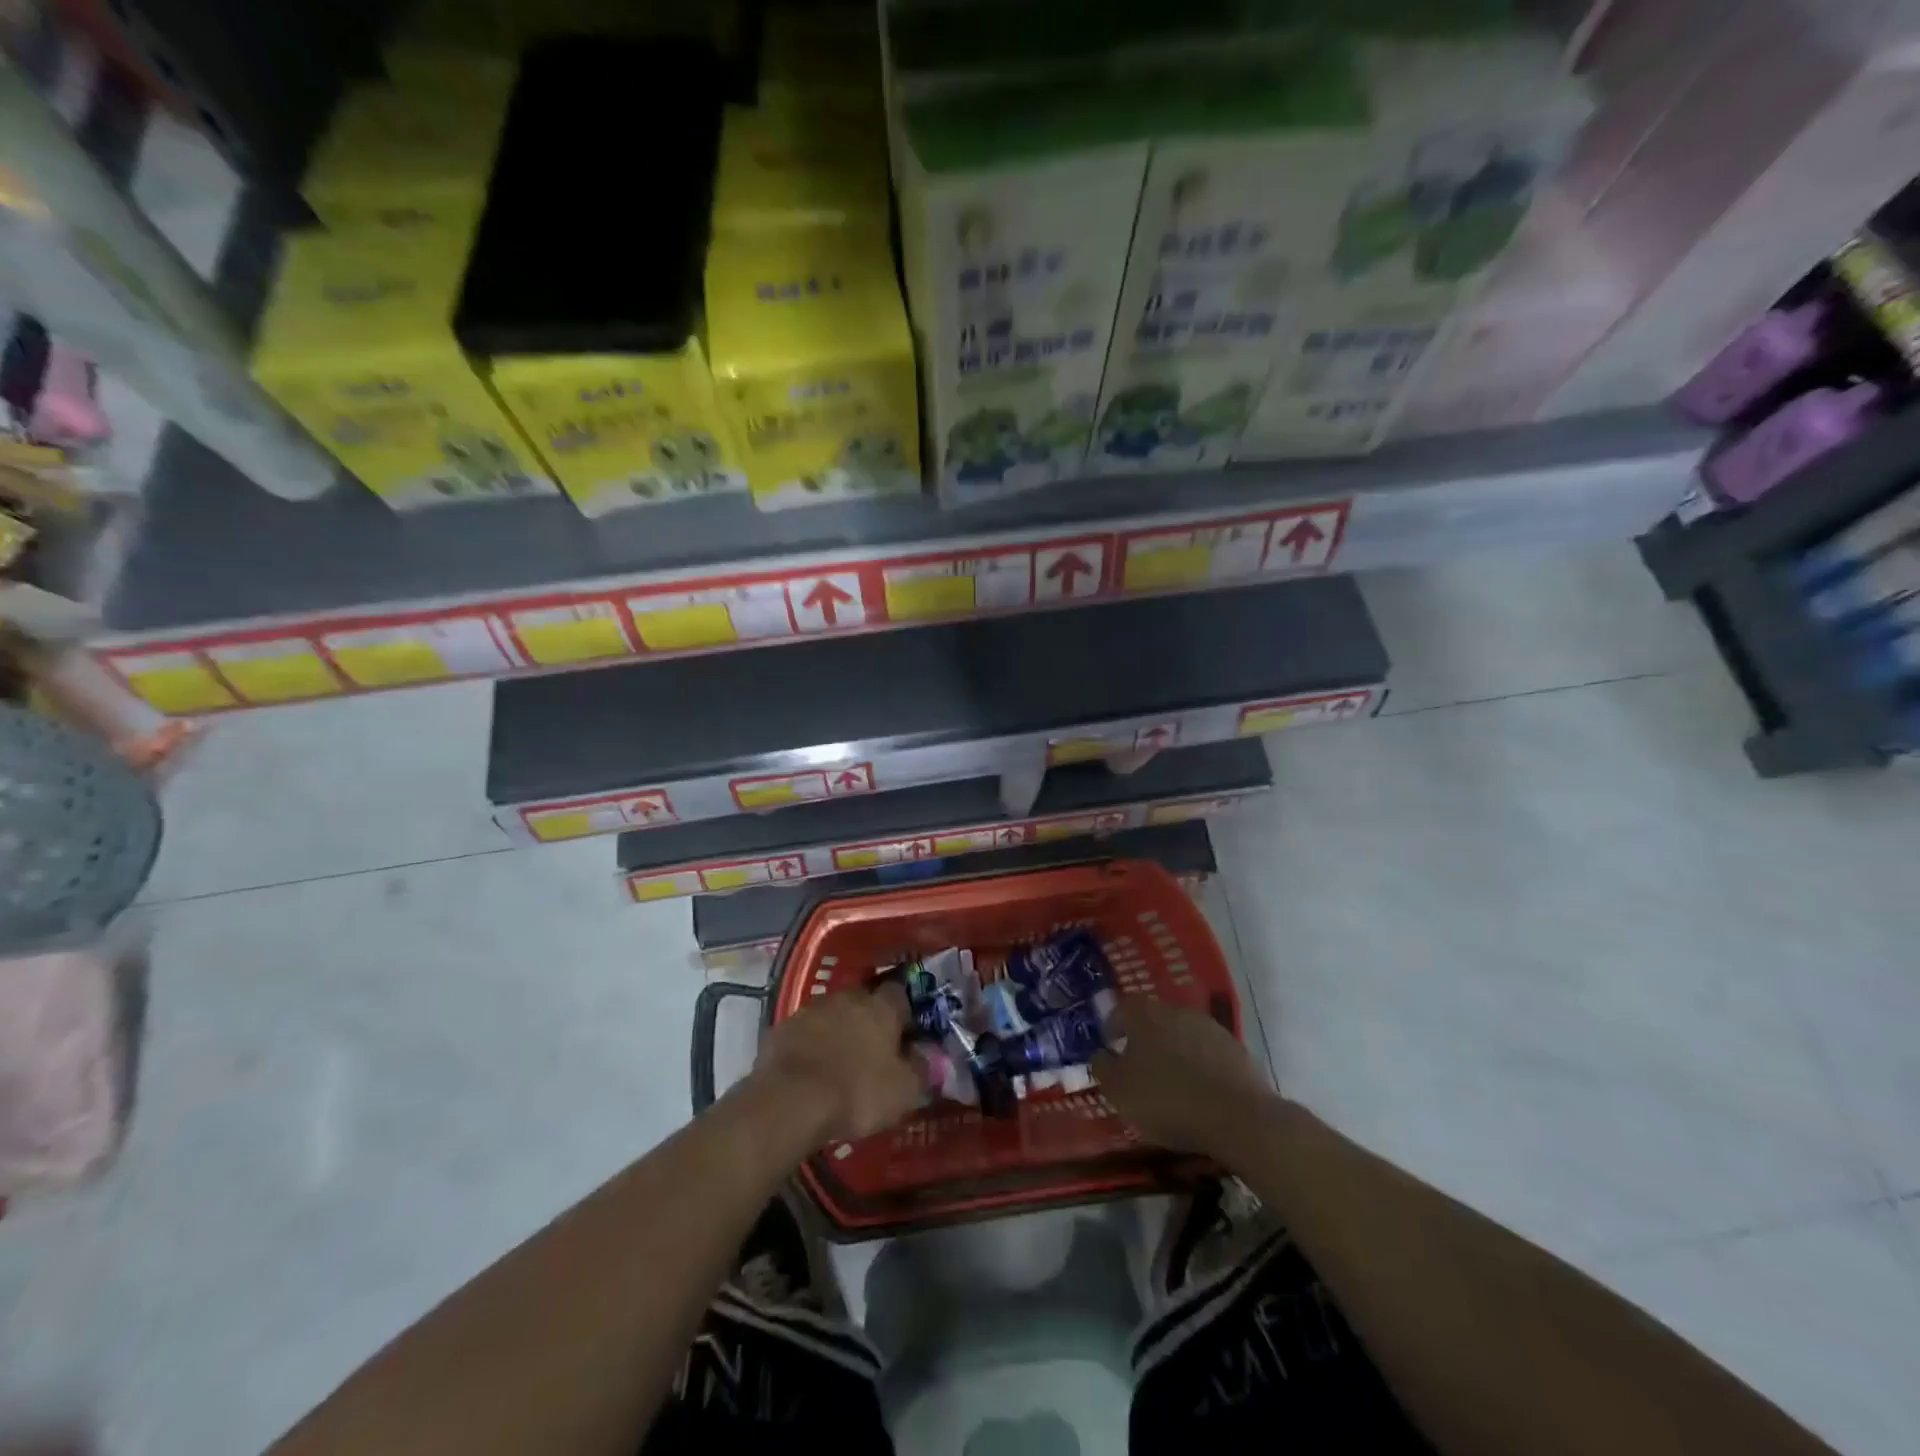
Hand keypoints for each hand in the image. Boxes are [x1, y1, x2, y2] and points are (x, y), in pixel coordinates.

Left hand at [750, 981, 921, 1144]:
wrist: (790, 1101)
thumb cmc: (857, 1092)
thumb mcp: (904, 1091)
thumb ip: (922, 1070)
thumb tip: (931, 1057)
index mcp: (881, 1007)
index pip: (900, 993)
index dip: (904, 1011)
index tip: (906, 1031)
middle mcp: (848, 998)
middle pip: (864, 1000)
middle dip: (869, 1018)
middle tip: (873, 1047)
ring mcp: (812, 1009)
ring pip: (833, 1013)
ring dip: (838, 1029)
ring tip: (840, 1060)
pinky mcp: (783, 1027)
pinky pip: (805, 1031)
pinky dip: (811, 1044)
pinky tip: (812, 1068)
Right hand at [1092, 997, 1275, 1157]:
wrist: (1238, 1117)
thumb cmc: (1167, 1100)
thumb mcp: (1119, 1091)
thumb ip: (1102, 1068)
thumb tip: (1100, 1055)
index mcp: (1145, 1015)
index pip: (1122, 1009)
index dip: (1113, 1026)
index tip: (1109, 1045)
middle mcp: (1177, 1011)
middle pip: (1154, 1019)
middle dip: (1144, 1039)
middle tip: (1138, 1066)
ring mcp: (1210, 1028)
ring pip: (1182, 1034)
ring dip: (1174, 1052)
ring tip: (1170, 1081)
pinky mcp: (1236, 1049)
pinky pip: (1208, 1052)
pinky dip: (1199, 1066)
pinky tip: (1199, 1091)